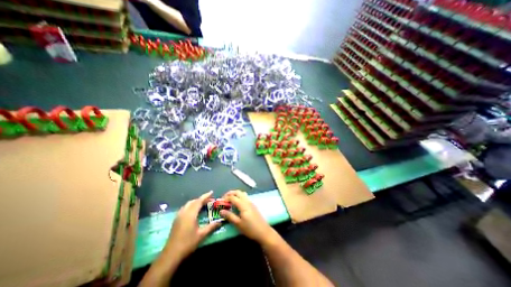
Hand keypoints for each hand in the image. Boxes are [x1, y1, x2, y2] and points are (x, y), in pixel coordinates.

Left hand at [164, 190, 219, 260]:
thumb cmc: (187, 243)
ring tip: (203, 204)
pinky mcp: (176, 220)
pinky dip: (191, 206)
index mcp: (190, 214)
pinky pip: (185, 208)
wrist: (171, 255)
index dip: (206, 196)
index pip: (199, 201)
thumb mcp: (201, 235)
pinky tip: (194, 211)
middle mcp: (184, 212)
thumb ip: (211, 227)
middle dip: (201, 199)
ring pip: (188, 204)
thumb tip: (221, 221)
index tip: (212, 192)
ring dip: (196, 202)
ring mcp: (179, 216)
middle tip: (209, 200)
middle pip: (193, 201)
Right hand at [220, 190, 274, 244]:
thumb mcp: (238, 224)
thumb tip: (221, 211)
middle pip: (238, 192)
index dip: (225, 198)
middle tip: (224, 198)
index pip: (233, 197)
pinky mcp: (253, 205)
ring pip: (242, 194)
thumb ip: (229, 216)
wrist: (263, 231)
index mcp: (243, 204)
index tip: (220, 202)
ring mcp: (251, 202)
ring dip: (235, 194)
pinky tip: (237, 204)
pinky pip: (245, 197)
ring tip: (230, 201)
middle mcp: (247, 201)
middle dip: (230, 193)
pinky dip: (239, 197)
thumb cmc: (250, 228)